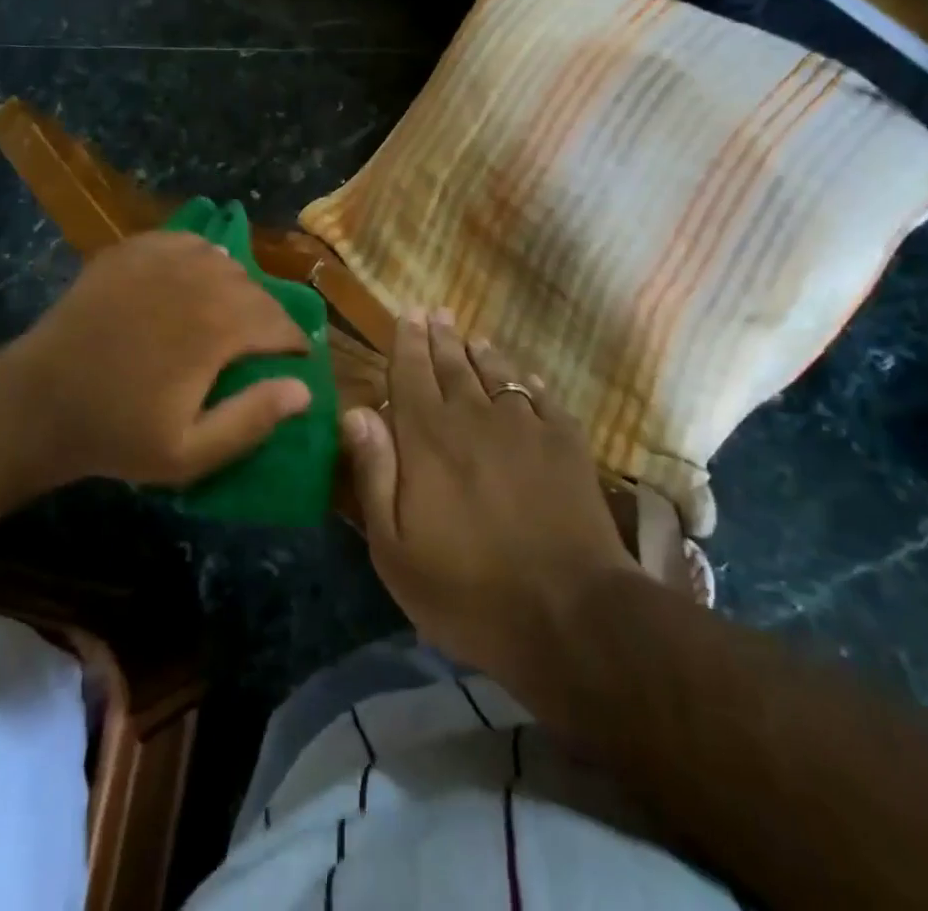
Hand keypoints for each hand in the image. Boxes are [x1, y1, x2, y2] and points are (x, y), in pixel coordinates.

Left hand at [4, 231, 310, 487]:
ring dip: (236, 287)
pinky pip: (186, 242)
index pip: (280, 324)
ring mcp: (161, 259)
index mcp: (218, 327)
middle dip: (268, 317)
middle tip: (261, 345)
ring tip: (227, 314)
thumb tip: (303, 390)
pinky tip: (192, 280)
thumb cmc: (117, 432)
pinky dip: (201, 258)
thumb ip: (252, 420)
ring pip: (224, 262)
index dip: (295, 344)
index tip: (295, 360)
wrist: (37, 403)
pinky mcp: (131, 251)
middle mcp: (198, 280)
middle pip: (256, 290)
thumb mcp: (189, 453)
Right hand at [339, 310, 635, 677]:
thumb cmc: (468, 591)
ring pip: (497, 373)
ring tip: (473, 338)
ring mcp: (525, 426)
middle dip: (441, 336)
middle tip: (435, 312)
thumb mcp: (395, 549)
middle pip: (453, 364)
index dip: (407, 342)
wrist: (570, 614)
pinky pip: (542, 397)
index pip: (411, 373)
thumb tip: (357, 411)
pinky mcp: (567, 442)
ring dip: (481, 352)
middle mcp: (474, 416)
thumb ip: (375, 473)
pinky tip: (525, 379)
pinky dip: (528, 382)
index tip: (407, 314)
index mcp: (428, 438)